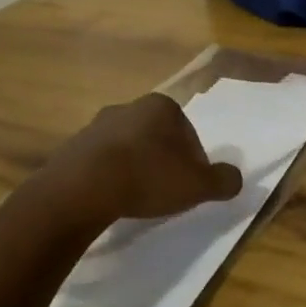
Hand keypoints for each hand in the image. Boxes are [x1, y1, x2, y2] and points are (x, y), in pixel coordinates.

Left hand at [34, 93, 243, 225]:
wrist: (80, 190)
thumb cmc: (148, 177)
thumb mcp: (198, 184)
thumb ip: (223, 180)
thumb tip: (234, 179)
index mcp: (162, 106)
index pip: (189, 133)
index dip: (193, 161)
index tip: (188, 185)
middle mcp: (129, 107)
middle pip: (157, 138)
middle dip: (163, 161)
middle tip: (165, 192)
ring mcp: (95, 126)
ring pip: (127, 148)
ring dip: (134, 168)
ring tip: (135, 198)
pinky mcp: (71, 148)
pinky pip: (99, 163)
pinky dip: (108, 177)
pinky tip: (110, 199)